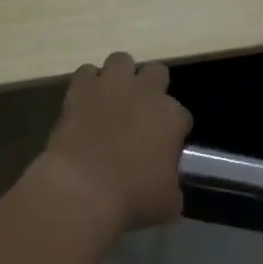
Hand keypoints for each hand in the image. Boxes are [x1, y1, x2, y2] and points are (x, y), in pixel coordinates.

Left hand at [37, 52, 192, 234]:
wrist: (81, 189)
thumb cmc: (131, 199)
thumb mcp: (168, 203)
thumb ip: (173, 185)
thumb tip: (167, 184)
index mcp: (172, 117)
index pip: (181, 115)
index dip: (172, 131)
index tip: (163, 147)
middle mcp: (146, 92)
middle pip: (157, 73)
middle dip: (151, 89)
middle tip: (139, 114)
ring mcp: (112, 85)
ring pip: (122, 60)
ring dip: (120, 77)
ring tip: (112, 99)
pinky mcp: (80, 88)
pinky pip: (86, 72)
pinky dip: (88, 84)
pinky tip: (85, 101)